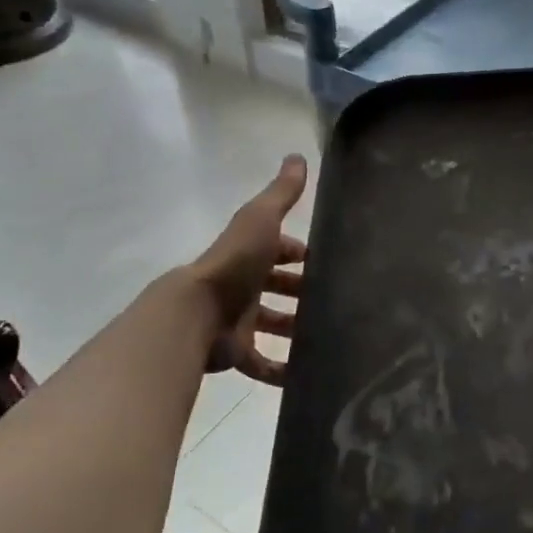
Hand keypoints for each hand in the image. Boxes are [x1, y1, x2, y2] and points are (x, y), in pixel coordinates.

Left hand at [188, 155, 308, 385]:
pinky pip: (261, 364)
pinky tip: (305, 375)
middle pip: (277, 286)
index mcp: (250, 254)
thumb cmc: (234, 264)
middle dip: (302, 291)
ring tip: (329, 336)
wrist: (196, 313)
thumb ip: (281, 193)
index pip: (280, 249)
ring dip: (296, 329)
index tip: (330, 261)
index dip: (300, 252)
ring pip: (272, 324)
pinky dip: (281, 370)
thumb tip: (298, 157)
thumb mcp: (260, 220)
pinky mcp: (237, 352)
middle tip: (336, 300)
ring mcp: (239, 320)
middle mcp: (244, 285)